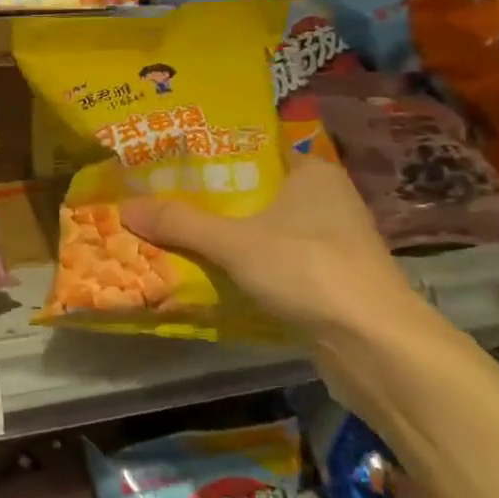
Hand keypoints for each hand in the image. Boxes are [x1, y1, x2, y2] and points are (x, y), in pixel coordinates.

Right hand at [120, 151, 418, 344]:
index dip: (210, 155)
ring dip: (224, 236)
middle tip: (157, 198)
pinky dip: (244, 265)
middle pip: (253, 192)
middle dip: (209, 200)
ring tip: (171, 231)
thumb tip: (123, 207)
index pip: (253, 151)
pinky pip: (273, 262)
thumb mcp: (234, 242)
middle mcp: (325, 200)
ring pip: (262, 230)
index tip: (168, 161)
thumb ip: (180, 223)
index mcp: (311, 173)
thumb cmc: (309, 270)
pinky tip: (208, 270)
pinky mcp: (327, 280)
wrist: (375, 346)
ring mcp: (329, 243)